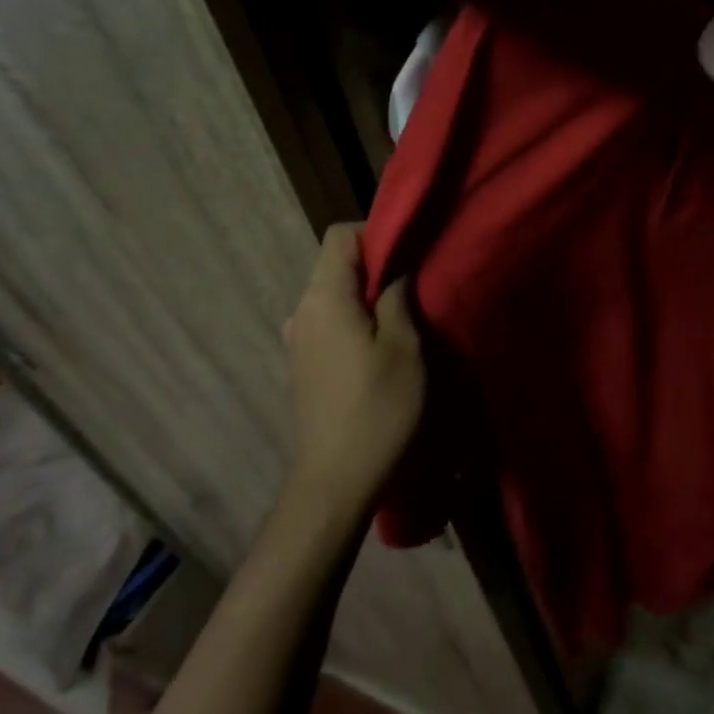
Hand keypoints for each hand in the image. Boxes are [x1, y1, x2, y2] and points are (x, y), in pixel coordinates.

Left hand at [282, 223, 424, 512]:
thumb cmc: (378, 407)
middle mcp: (302, 311)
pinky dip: (355, 320)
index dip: (376, 234)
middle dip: (377, 268)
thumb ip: (399, 297)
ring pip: (335, 295)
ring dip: (368, 297)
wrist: (336, 479)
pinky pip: (330, 321)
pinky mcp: (303, 364)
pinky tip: (380, 349)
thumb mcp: (404, 346)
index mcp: (323, 298)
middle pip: (336, 265)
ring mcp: (298, 339)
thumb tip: (397, 271)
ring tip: (403, 321)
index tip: (410, 255)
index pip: (340, 236)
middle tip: (416, 290)